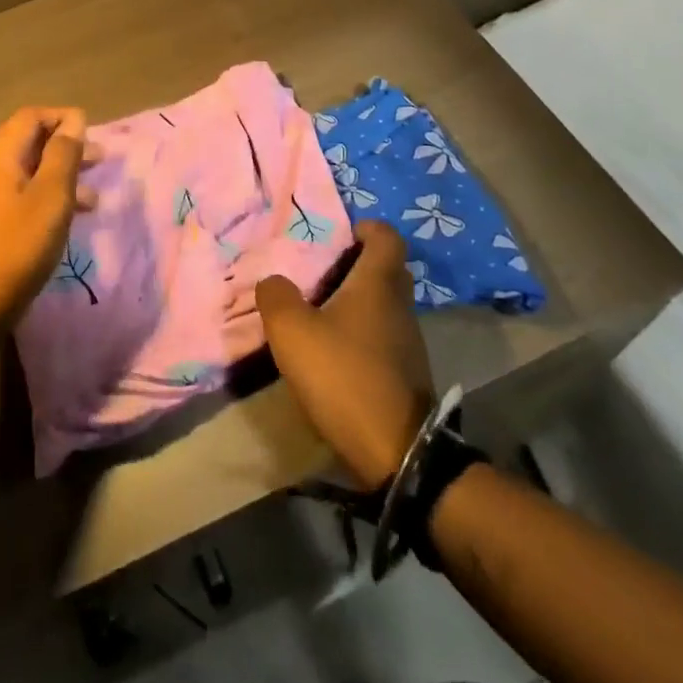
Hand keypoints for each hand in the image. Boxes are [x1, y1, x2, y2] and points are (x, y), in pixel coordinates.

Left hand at [0, 107, 100, 333]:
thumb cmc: (17, 246)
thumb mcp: (51, 196)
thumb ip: (64, 153)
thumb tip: (73, 119)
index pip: (31, 117)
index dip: (63, 118)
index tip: (93, 132)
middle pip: (30, 143)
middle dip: (67, 148)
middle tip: (102, 159)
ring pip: (29, 173)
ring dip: (62, 177)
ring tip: (94, 197)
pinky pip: (23, 197)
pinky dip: (48, 199)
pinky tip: (69, 220)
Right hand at [256, 221, 433, 491]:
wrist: (397, 453)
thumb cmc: (344, 376)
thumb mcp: (293, 332)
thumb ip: (276, 296)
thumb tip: (273, 281)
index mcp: (378, 284)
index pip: (386, 236)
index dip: (364, 228)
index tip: (337, 237)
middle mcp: (400, 306)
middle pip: (386, 269)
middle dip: (356, 265)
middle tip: (320, 273)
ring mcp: (408, 342)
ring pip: (384, 305)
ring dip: (357, 302)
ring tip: (319, 313)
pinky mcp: (406, 374)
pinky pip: (384, 336)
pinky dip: (362, 334)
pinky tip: (334, 352)